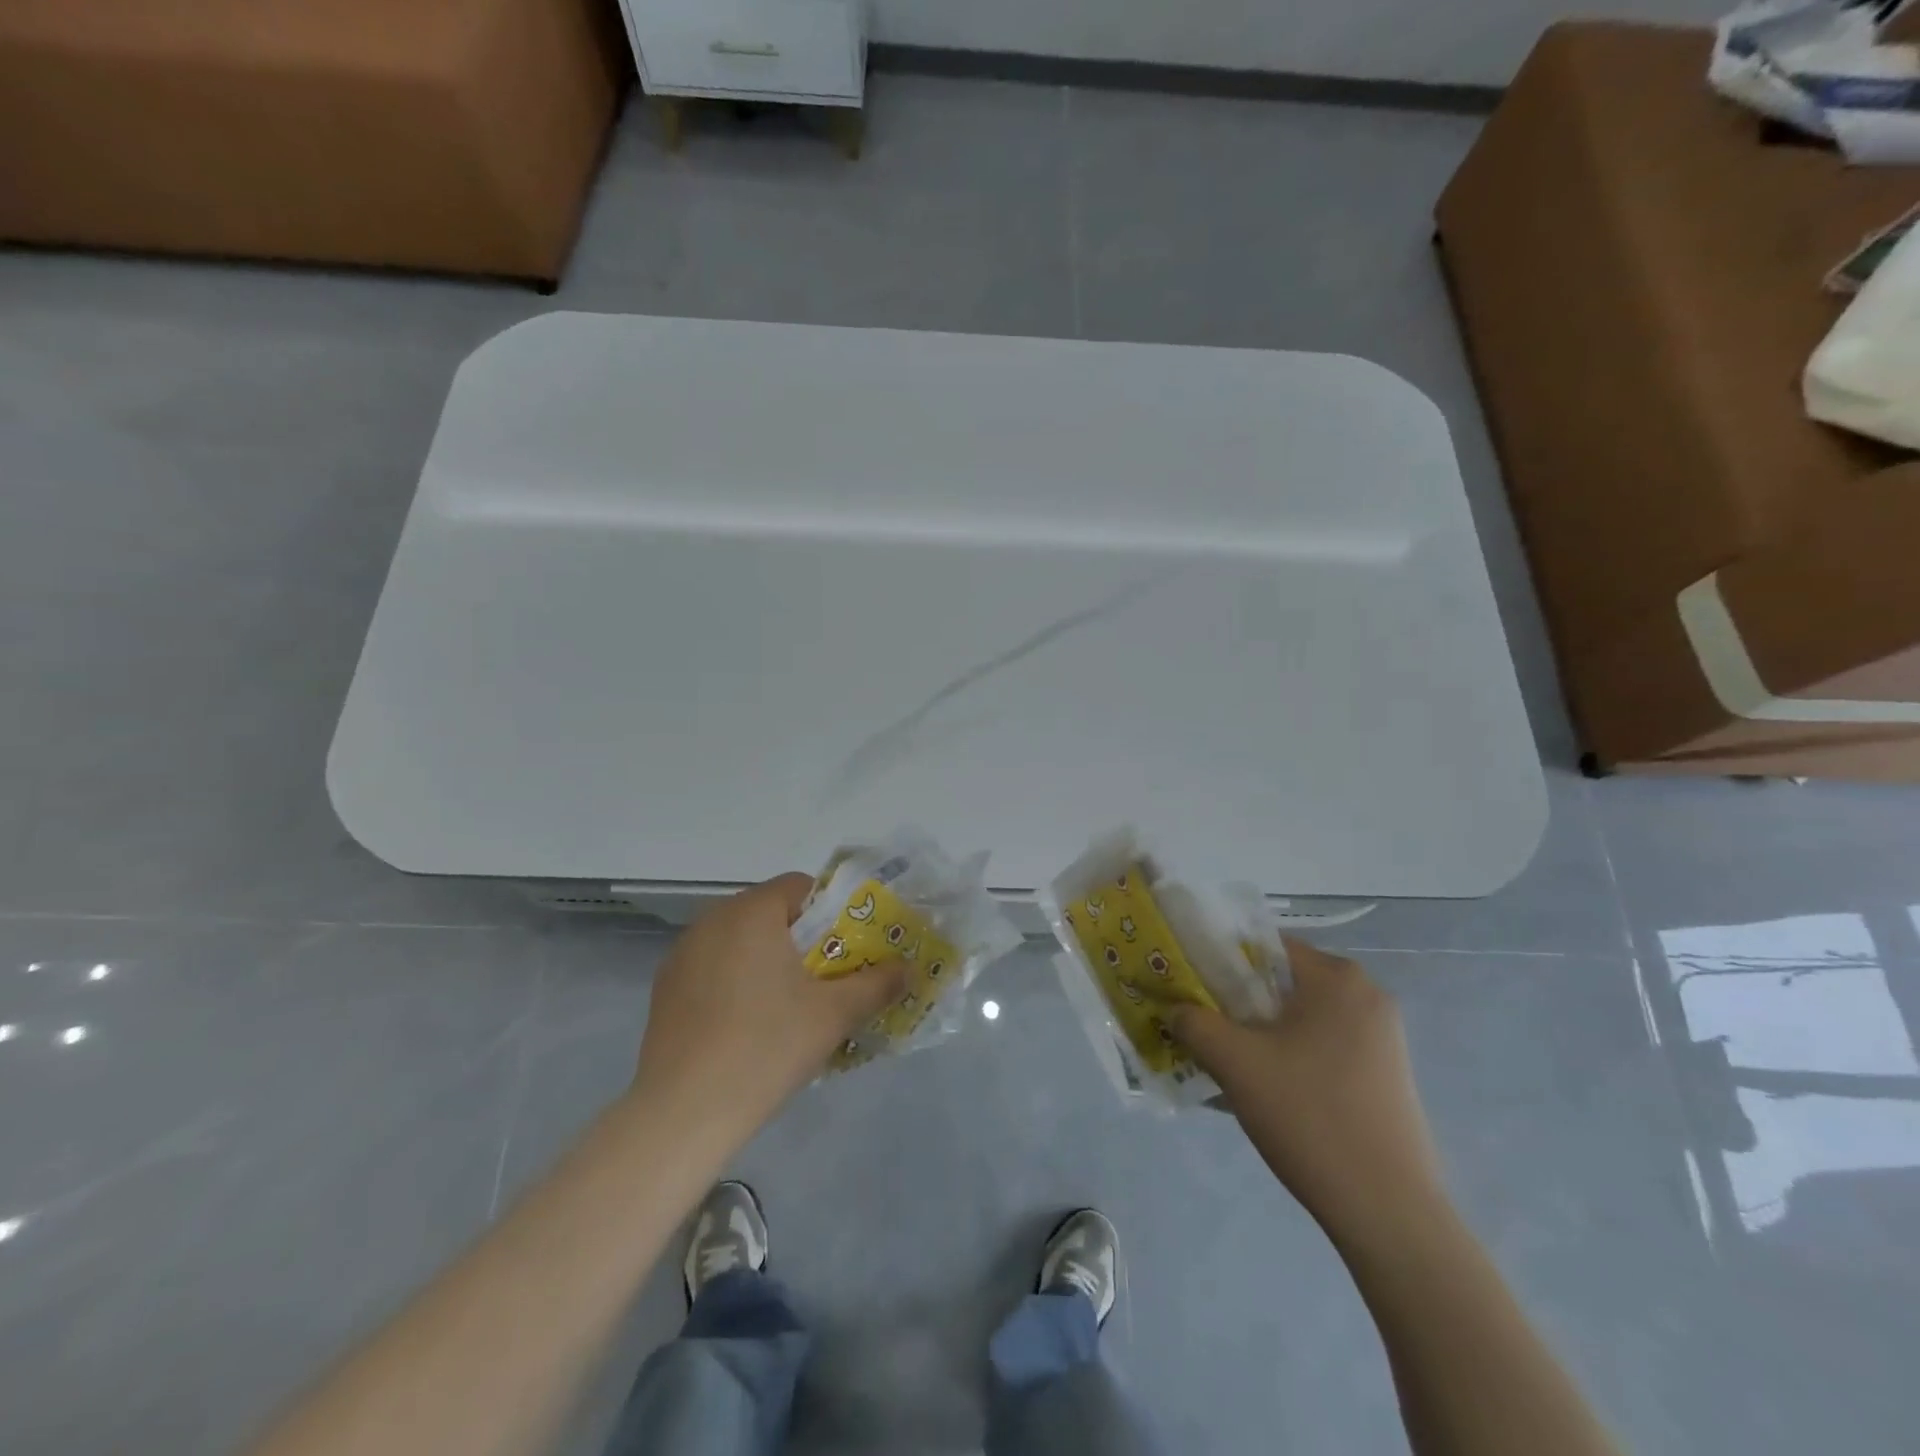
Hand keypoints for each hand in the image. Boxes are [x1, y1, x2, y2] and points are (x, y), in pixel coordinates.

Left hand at [631, 874, 903, 1134]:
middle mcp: (712, 919)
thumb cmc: (767, 1047)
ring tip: (789, 1006)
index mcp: (751, 911)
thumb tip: (908, 968)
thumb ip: (877, 984)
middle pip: (770, 913)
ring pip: (740, 942)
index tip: (847, 949)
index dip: (831, 911)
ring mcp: (682, 954)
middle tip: (827, 980)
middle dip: (802, 940)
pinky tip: (747, 1026)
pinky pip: (714, 968)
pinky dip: (736, 981)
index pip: (800, 886)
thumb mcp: (834, 1014)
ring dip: (768, 960)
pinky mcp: (665, 989)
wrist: (683, 1113)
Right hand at [1170, 940, 1447, 1247]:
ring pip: (1299, 1017)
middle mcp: (1367, 995)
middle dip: (1236, 1002)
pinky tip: (1265, 1091)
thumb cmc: (1309, 1116)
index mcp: (1338, 977)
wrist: (1388, 1212)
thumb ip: (1193, 1022)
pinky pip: (1322, 1046)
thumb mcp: (1235, 1062)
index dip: (1219, 961)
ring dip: (1259, 1033)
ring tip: (1226, 1064)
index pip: (1262, 946)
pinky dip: (1288, 1056)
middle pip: (1281, 982)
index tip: (1189, 988)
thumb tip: (1174, 1009)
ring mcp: (1382, 1038)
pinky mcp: (1385, 1074)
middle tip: (1201, 1027)